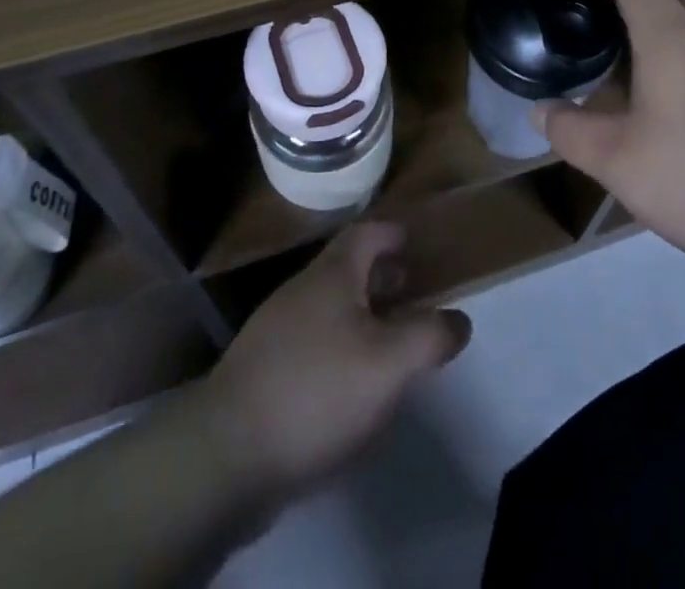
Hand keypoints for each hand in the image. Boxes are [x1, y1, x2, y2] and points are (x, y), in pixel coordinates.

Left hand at [201, 221, 471, 491]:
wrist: (226, 452)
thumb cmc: (317, 391)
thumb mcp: (389, 364)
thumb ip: (429, 337)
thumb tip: (458, 320)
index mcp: (331, 276)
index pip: (366, 233)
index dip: (391, 233)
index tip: (413, 240)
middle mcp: (301, 291)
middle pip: (345, 267)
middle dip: (379, 274)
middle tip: (409, 290)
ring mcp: (276, 329)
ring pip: (327, 304)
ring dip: (359, 311)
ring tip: (386, 338)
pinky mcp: (262, 368)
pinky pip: (310, 340)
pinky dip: (337, 344)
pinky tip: (348, 383)